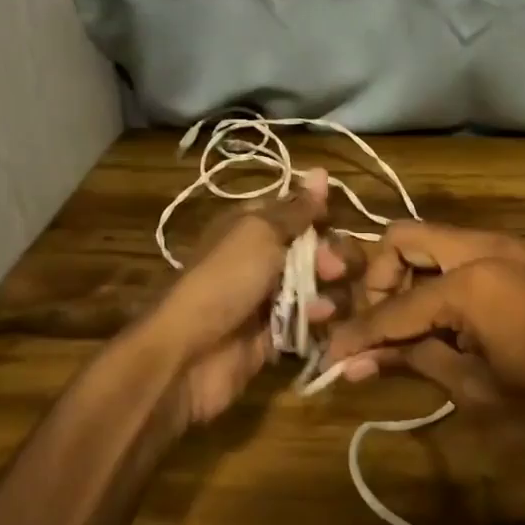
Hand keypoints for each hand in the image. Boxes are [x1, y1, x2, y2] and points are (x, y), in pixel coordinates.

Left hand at [139, 169, 346, 426]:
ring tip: (321, 308)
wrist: (189, 354)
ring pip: (320, 287)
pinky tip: (319, 325)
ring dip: (330, 293)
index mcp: (252, 227)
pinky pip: (311, 322)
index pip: (298, 213)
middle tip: (333, 270)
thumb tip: (321, 170)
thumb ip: (296, 209)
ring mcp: (270, 299)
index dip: (320, 217)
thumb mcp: (260, 234)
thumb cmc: (224, 281)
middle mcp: (262, 259)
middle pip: (316, 250)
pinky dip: (319, 322)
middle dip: (332, 258)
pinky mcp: (278, 335)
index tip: (334, 223)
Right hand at [321, 222, 524, 502]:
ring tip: (403, 332)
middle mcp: (486, 248)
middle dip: (380, 280)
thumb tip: (349, 363)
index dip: (359, 332)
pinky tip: (435, 324)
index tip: (329, 356)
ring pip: (431, 242)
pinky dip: (436, 281)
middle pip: (405, 239)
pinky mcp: (516, 262)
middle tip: (376, 329)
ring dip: (407, 278)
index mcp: (473, 280)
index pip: (395, 304)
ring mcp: (505, 250)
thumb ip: (409, 361)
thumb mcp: (470, 389)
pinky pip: (458, 256)